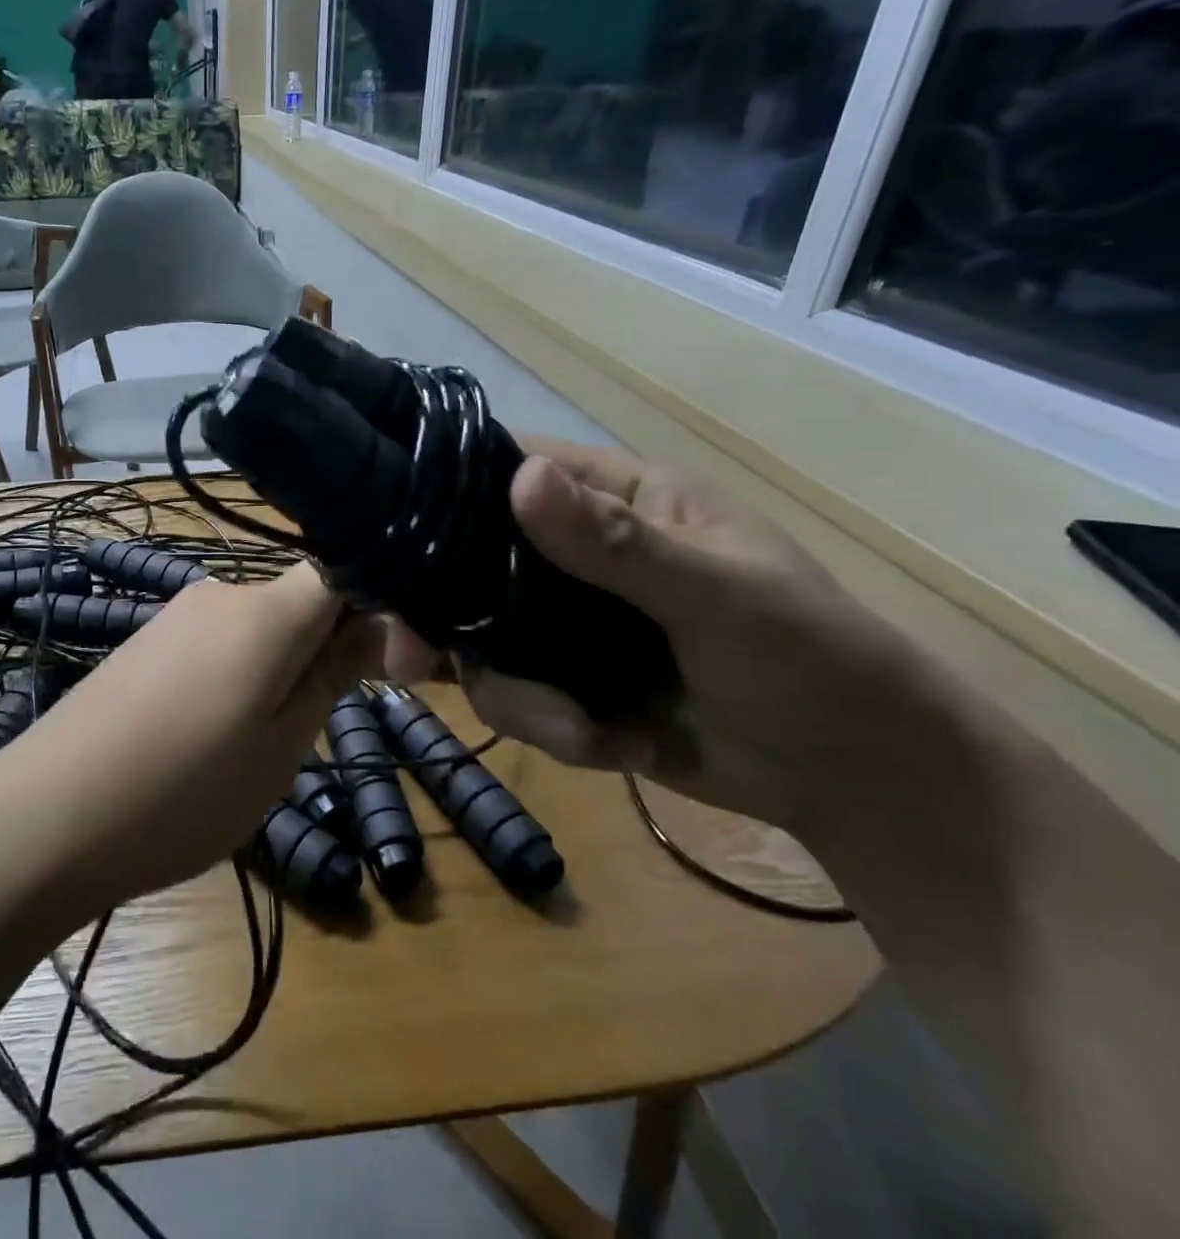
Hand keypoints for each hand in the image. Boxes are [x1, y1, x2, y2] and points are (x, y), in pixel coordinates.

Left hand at [0, 564, 382, 908]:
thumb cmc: (184, 790)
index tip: (390, 670)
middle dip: (324, 652)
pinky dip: (236, 678)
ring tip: (253, 746)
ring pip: (259, 629)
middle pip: (300, 603)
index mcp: (265, 610)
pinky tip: (209, 735)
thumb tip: (383, 623)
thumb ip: (334, 673)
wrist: (49, 815)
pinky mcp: (147, 642)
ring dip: (278, 672)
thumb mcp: (281, 745)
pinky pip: (217, 645)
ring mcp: (176, 615)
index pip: (343, 573)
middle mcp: (220, 592)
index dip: (378, 611)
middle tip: (312, 731)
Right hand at [386, 439, 926, 838]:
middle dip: (442, 618)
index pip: (504, 469)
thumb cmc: (815, 657)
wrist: (856, 780)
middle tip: (414, 662)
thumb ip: (620, 543)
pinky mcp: (561, 681)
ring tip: (582, 731)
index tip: (391, 546)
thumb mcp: (721, 593)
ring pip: (478, 642)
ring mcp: (559, 621)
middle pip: (466, 564)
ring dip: (515, 695)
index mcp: (611, 499)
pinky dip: (544, 725)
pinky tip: (607, 746)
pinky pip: (509, 694)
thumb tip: (523, 476)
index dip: (441, 496)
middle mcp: (569, 553)